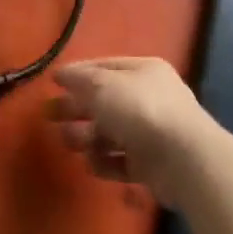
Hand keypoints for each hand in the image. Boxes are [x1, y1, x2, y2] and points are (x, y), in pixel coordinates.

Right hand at [49, 57, 224, 204]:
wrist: (184, 159)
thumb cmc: (140, 110)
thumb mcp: (102, 85)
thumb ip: (78, 79)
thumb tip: (61, 74)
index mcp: (143, 71)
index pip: (104, 68)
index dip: (77, 75)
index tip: (52, 84)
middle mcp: (150, 98)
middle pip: (104, 101)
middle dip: (76, 108)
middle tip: (48, 116)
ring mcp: (152, 133)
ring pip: (110, 133)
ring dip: (87, 138)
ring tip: (70, 143)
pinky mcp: (152, 165)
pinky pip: (121, 161)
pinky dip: (105, 163)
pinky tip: (94, 164)